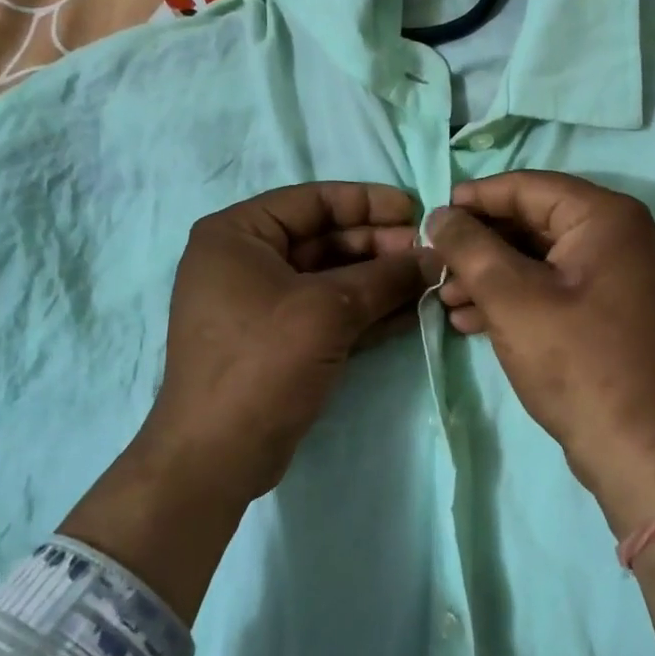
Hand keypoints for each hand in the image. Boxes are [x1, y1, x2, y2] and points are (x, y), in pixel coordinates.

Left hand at [141, 181, 437, 503]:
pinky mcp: (278, 340)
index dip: (368, 202)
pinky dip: (366, 310)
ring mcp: (260, 303)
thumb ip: (386, 277)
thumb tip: (436, 258)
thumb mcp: (328, 310)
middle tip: (427, 256)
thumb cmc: (263, 362)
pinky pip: (327, 311)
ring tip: (427, 281)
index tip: (416, 212)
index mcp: (237, 234)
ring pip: (330, 277)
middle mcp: (244, 261)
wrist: (218, 455)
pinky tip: (410, 311)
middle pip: (323, 238)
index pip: (312, 200)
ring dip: (378, 279)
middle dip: (378, 246)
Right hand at [424, 172, 654, 535]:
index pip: (529, 187)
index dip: (476, 198)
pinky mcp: (615, 311)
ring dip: (492, 276)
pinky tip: (474, 322)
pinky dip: (517, 299)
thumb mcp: (510, 297)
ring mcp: (623, 275)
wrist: (639, 448)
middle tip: (436, 265)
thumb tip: (440, 214)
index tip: (433, 216)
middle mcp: (623, 236)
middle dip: (480, 246)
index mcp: (608, 217)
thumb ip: (469, 246)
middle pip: (535, 222)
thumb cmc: (575, 361)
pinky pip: (558, 287)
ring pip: (542, 259)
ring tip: (446, 301)